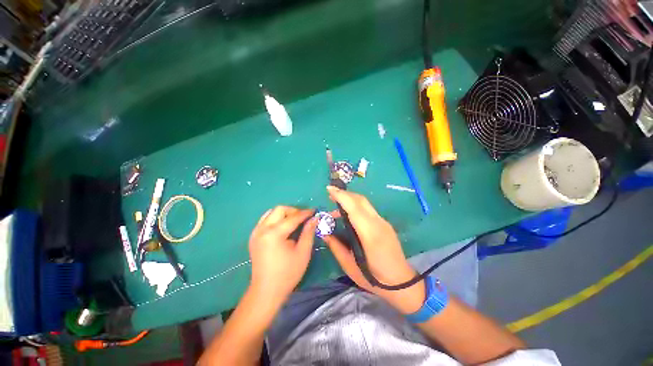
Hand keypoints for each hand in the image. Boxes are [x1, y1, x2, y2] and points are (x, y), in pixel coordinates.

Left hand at [248, 206, 317, 305]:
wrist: (266, 291)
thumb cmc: (287, 273)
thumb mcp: (303, 253)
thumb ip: (309, 233)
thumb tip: (314, 219)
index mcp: (274, 234)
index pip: (293, 217)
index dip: (305, 213)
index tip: (314, 211)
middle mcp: (262, 229)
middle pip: (279, 209)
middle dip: (293, 211)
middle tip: (303, 218)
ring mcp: (255, 233)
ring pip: (271, 213)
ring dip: (284, 214)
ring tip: (294, 222)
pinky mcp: (253, 237)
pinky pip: (265, 220)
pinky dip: (275, 219)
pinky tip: (283, 228)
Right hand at [323, 186, 425, 313]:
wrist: (402, 283)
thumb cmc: (374, 279)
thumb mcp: (350, 266)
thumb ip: (336, 248)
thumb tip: (324, 233)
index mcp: (370, 234)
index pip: (354, 208)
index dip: (341, 196)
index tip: (329, 189)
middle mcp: (378, 223)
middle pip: (361, 200)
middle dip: (344, 194)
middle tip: (330, 195)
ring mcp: (383, 222)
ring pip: (365, 203)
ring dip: (350, 199)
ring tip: (336, 206)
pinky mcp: (385, 224)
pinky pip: (368, 209)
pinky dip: (356, 206)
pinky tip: (348, 214)